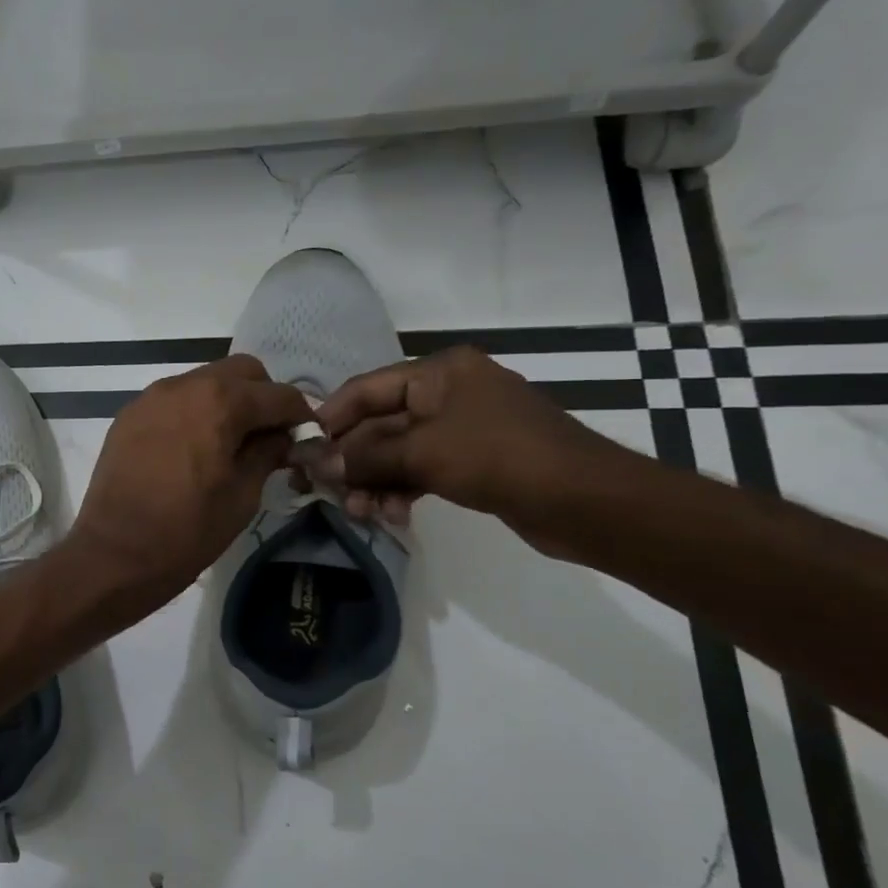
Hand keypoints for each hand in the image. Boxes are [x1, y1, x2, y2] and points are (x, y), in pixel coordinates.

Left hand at [67, 353, 312, 610]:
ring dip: (225, 402)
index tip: (305, 441)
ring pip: (204, 381)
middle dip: (262, 398)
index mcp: (220, 401)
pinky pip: (173, 400)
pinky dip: (193, 412)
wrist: (114, 553)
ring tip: (229, 444)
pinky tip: (193, 449)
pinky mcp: (128, 416)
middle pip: (241, 372)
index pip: (278, 394)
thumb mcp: (243, 495)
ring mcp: (150, 398)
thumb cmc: (187, 531)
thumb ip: (267, 453)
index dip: (300, 417)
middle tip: (267, 438)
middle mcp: (184, 385)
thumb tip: (282, 436)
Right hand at [311, 346, 629, 553]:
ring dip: (374, 482)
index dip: (329, 419)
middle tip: (325, 493)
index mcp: (439, 372)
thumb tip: (314, 463)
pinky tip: (392, 515)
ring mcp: (461, 428)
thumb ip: (364, 457)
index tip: (301, 452)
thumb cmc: (500, 458)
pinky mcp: (472, 461)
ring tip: (361, 513)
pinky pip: (420, 470)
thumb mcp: (423, 454)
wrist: (586, 501)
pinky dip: (401, 490)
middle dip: (352, 461)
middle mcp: (447, 392)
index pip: (365, 389)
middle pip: (379, 424)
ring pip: (397, 452)